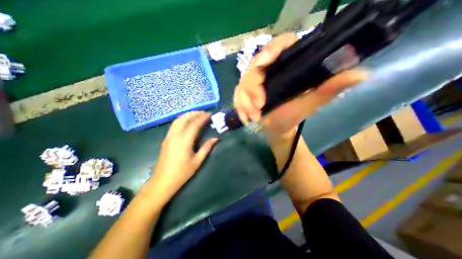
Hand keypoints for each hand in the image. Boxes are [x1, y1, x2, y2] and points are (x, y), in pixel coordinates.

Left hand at [148, 112, 219, 203]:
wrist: (162, 181)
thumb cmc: (181, 173)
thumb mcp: (197, 161)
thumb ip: (206, 148)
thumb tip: (216, 139)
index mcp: (184, 141)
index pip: (194, 124)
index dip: (202, 118)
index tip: (210, 114)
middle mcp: (175, 135)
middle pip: (185, 118)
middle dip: (195, 113)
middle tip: (204, 113)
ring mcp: (169, 136)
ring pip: (178, 120)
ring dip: (188, 115)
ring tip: (197, 115)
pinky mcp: (166, 139)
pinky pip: (174, 124)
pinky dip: (182, 119)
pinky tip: (187, 122)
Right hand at [235, 32, 368, 141]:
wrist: (276, 129)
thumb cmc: (292, 117)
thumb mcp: (309, 104)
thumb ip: (328, 90)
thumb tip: (361, 74)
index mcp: (285, 67)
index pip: (279, 46)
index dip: (271, 50)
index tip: (265, 62)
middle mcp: (268, 71)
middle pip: (254, 67)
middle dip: (252, 88)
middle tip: (259, 106)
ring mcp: (255, 83)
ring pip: (242, 83)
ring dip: (245, 101)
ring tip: (253, 117)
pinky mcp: (245, 93)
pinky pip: (237, 96)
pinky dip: (239, 107)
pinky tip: (246, 118)